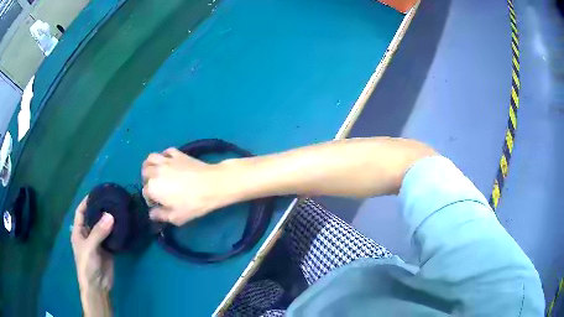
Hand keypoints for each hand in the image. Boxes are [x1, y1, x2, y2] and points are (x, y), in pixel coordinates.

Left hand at [71, 197, 113, 291]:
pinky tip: (123, 225)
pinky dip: (116, 231)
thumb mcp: (90, 247)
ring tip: (119, 209)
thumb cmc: (87, 265)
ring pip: (103, 227)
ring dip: (110, 219)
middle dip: (100, 209)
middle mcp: (88, 234)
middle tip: (112, 199)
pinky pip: (112, 237)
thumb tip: (110, 215)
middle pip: (93, 218)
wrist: (98, 285)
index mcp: (79, 231)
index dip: (87, 201)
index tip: (97, 192)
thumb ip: (99, 232)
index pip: (81, 212)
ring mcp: (98, 242)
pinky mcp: (108, 249)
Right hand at [142, 148, 227, 225]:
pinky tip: (169, 162)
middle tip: (156, 188)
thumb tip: (152, 214)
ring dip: (150, 165)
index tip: (158, 205)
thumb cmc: (193, 203)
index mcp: (152, 187)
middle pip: (145, 174)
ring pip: (151, 158)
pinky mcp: (178, 153)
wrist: (212, 184)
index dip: (151, 200)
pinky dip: (164, 156)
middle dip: (147, 181)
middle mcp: (156, 171)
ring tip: (156, 173)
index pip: (145, 193)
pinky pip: (166, 151)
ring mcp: (166, 160)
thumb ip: (161, 216)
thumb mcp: (176, 217)